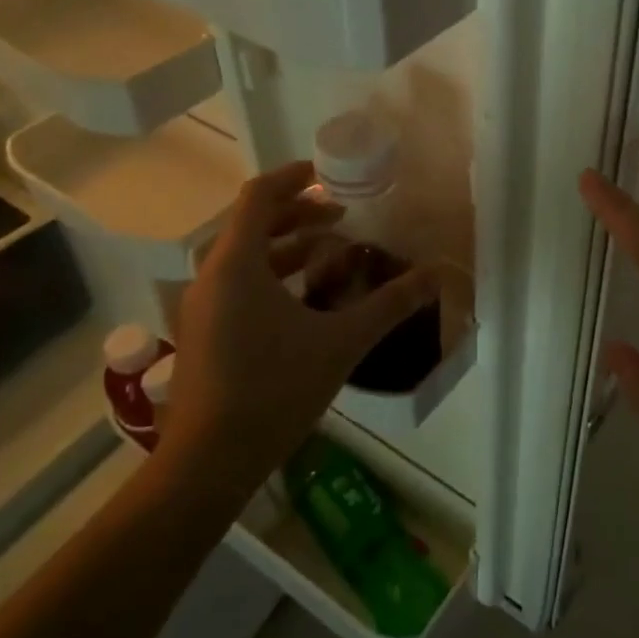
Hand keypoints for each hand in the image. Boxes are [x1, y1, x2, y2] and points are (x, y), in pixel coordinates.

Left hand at [163, 160, 438, 489]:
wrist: (208, 463)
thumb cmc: (274, 389)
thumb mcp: (341, 341)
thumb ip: (390, 304)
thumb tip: (436, 275)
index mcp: (237, 264)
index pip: (259, 196)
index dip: (294, 177)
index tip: (328, 174)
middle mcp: (212, 276)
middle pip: (253, 223)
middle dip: (299, 214)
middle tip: (341, 217)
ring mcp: (202, 307)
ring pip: (245, 256)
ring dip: (287, 246)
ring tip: (331, 252)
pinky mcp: (203, 332)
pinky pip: (238, 283)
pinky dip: (273, 275)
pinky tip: (307, 299)